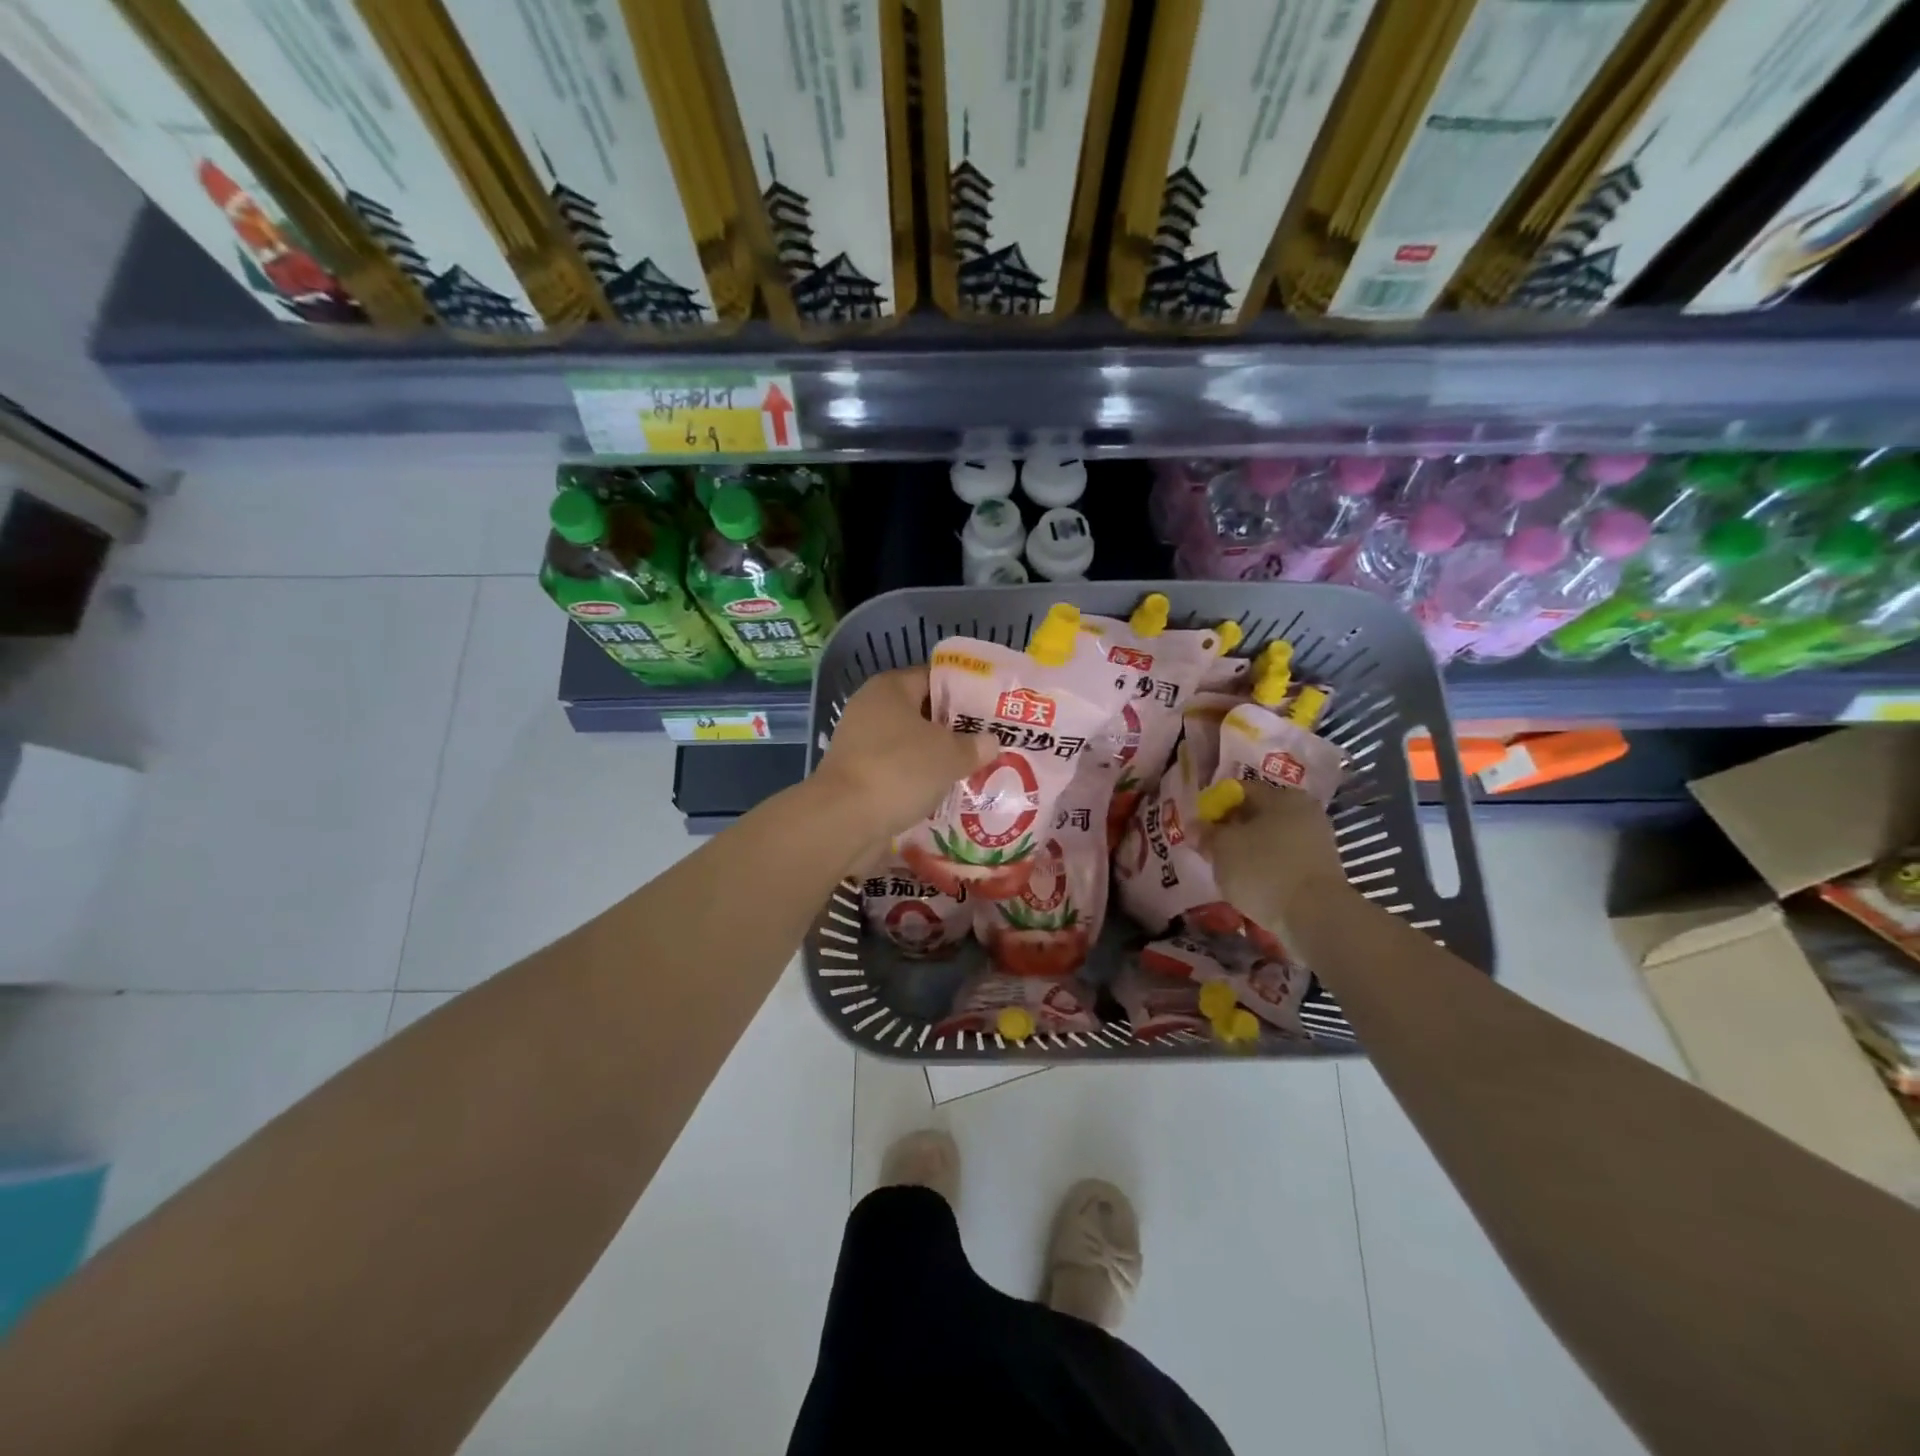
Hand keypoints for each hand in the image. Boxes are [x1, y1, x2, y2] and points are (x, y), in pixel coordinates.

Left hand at [813, 666, 993, 843]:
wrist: (844, 820)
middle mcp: (870, 709)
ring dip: (936, 759)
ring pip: (910, 746)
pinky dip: (917, 781)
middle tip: (987, 743)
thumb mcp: (949, 755)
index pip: (933, 678)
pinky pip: (897, 772)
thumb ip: (973, 746)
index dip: (964, 691)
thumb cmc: (899, 770)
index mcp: (890, 688)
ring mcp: (860, 744)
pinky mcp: (857, 777)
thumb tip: (990, 742)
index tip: (991, 709)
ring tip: (972, 770)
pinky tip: (944, 795)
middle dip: (953, 730)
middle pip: (921, 713)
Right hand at [1207, 778, 1350, 937]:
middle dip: (1231, 830)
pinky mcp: (1320, 869)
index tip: (1199, 829)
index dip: (1213, 807)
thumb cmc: (1263, 870)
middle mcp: (1304, 811)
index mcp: (1282, 796)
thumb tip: (1195, 827)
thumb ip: (1206, 834)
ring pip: (1270, 839)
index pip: (1239, 790)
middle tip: (1209, 850)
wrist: (1315, 917)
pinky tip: (1250, 884)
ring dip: (1247, 850)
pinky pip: (1282, 860)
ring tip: (1227, 870)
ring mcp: (1316, 841)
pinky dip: (1265, 867)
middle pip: (1256, 814)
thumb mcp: (1222, 848)